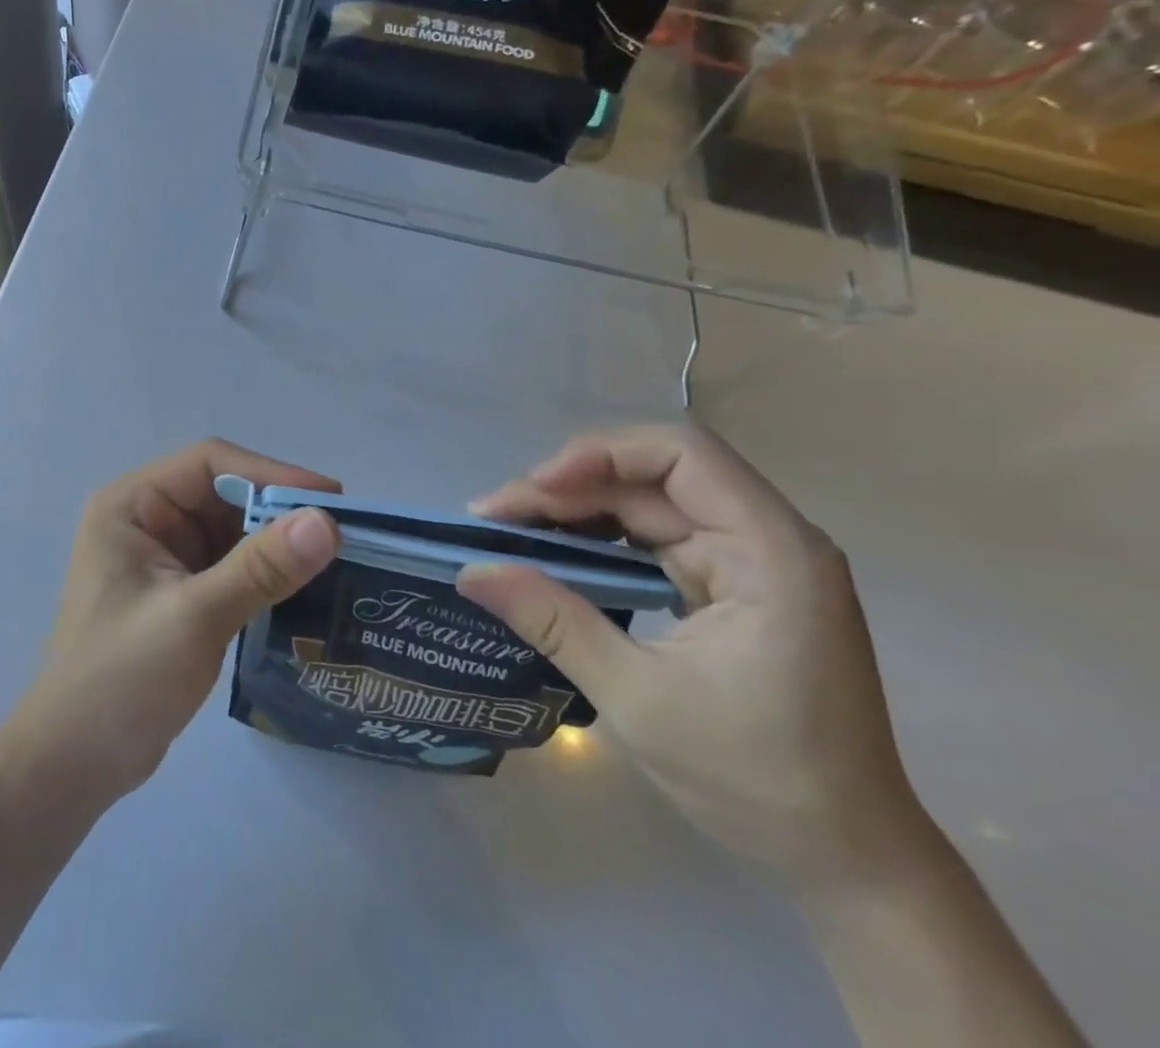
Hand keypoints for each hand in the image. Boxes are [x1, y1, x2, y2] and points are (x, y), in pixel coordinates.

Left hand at [0, 440, 342, 806]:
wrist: (72, 765)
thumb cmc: (120, 680)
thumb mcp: (194, 617)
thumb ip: (260, 568)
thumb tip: (326, 522)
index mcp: (131, 505)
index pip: (208, 463)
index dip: (271, 473)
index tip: (330, 498)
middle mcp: (146, 520)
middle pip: (224, 494)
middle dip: (279, 511)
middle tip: (342, 533)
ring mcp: (162, 558)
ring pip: (232, 531)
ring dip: (276, 544)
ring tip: (336, 559)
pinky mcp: (178, 593)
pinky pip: (230, 566)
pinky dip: (265, 574)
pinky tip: (305, 589)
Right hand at [458, 424, 927, 888]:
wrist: (845, 861)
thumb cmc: (756, 780)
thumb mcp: (638, 697)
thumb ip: (553, 621)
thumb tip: (471, 571)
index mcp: (770, 552)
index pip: (680, 455)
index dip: (600, 455)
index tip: (534, 490)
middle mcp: (765, 539)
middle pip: (652, 477)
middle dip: (568, 489)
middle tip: (494, 518)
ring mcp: (750, 562)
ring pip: (647, 504)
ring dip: (578, 511)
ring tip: (511, 532)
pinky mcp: (732, 586)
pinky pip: (655, 538)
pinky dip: (601, 540)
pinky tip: (557, 556)